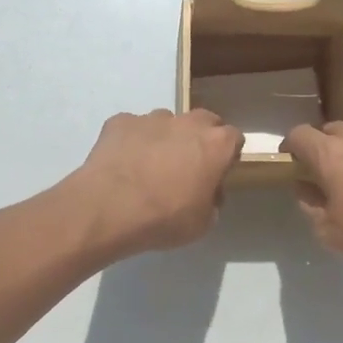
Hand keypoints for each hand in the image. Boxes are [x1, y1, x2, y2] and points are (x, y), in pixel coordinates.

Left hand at [68, 110, 243, 255]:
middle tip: (188, 165)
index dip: (227, 155)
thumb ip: (212, 201)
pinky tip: (123, 163)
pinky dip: (132, 141)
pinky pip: (133, 128)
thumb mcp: (202, 223)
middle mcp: (187, 123)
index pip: (233, 138)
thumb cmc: (164, 218)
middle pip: (204, 121)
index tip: (218, 172)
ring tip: (149, 166)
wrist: (109, 208)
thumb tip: (207, 191)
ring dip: (165, 138)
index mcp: (216, 145)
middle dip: (200, 138)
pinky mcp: (121, 121)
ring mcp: (152, 118)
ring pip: (167, 122)